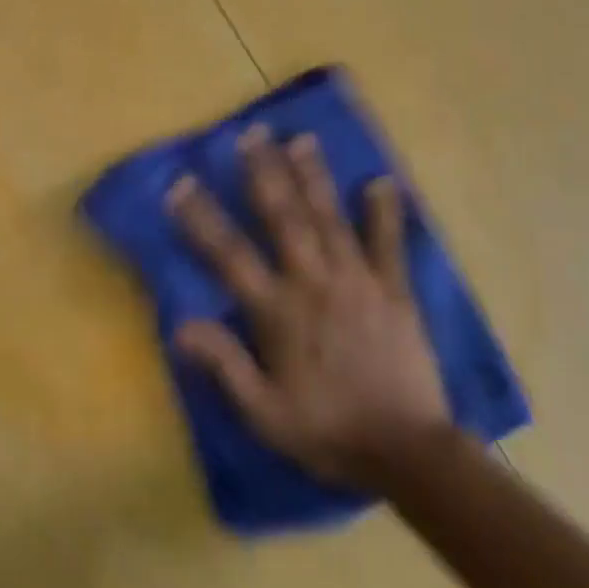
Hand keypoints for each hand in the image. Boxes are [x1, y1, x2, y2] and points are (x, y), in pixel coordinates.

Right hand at [167, 127, 454, 491]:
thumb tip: (180, 325)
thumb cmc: (328, 432)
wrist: (409, 454)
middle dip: (265, 173)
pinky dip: (385, 213)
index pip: (230, 255)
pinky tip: (381, 182)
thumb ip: (224, 364)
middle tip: (252, 133)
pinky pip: (389, 245)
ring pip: (330, 219)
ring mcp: (359, 282)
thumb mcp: (264, 412)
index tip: (181, 184)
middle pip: (284, 219)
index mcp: (278, 312)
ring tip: (301, 140)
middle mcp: (315, 284)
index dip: (202, 219)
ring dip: (314, 177)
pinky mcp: (395, 292)